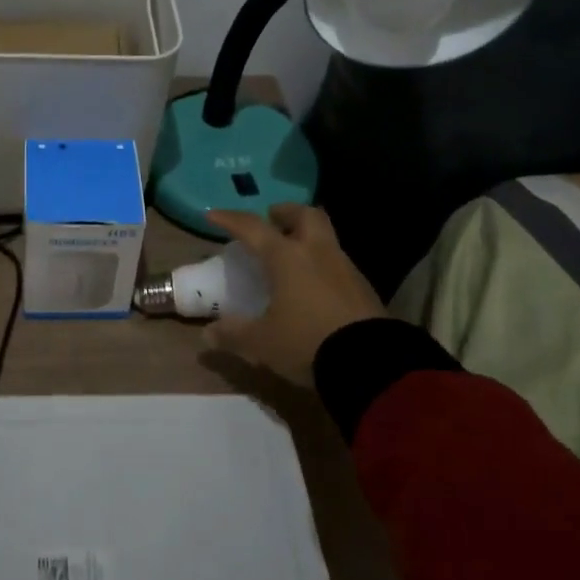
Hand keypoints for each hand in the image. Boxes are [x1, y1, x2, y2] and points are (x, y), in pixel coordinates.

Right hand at [203, 204, 387, 386]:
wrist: (372, 365)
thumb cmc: (307, 342)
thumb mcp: (262, 343)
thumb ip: (233, 334)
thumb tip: (208, 334)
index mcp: (286, 257)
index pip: (253, 227)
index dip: (230, 219)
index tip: (213, 214)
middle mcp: (317, 252)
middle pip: (305, 215)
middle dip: (286, 213)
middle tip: (272, 221)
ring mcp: (345, 268)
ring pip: (325, 238)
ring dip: (307, 239)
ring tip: (292, 258)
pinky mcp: (364, 289)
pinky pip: (338, 264)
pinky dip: (322, 265)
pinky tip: (315, 287)